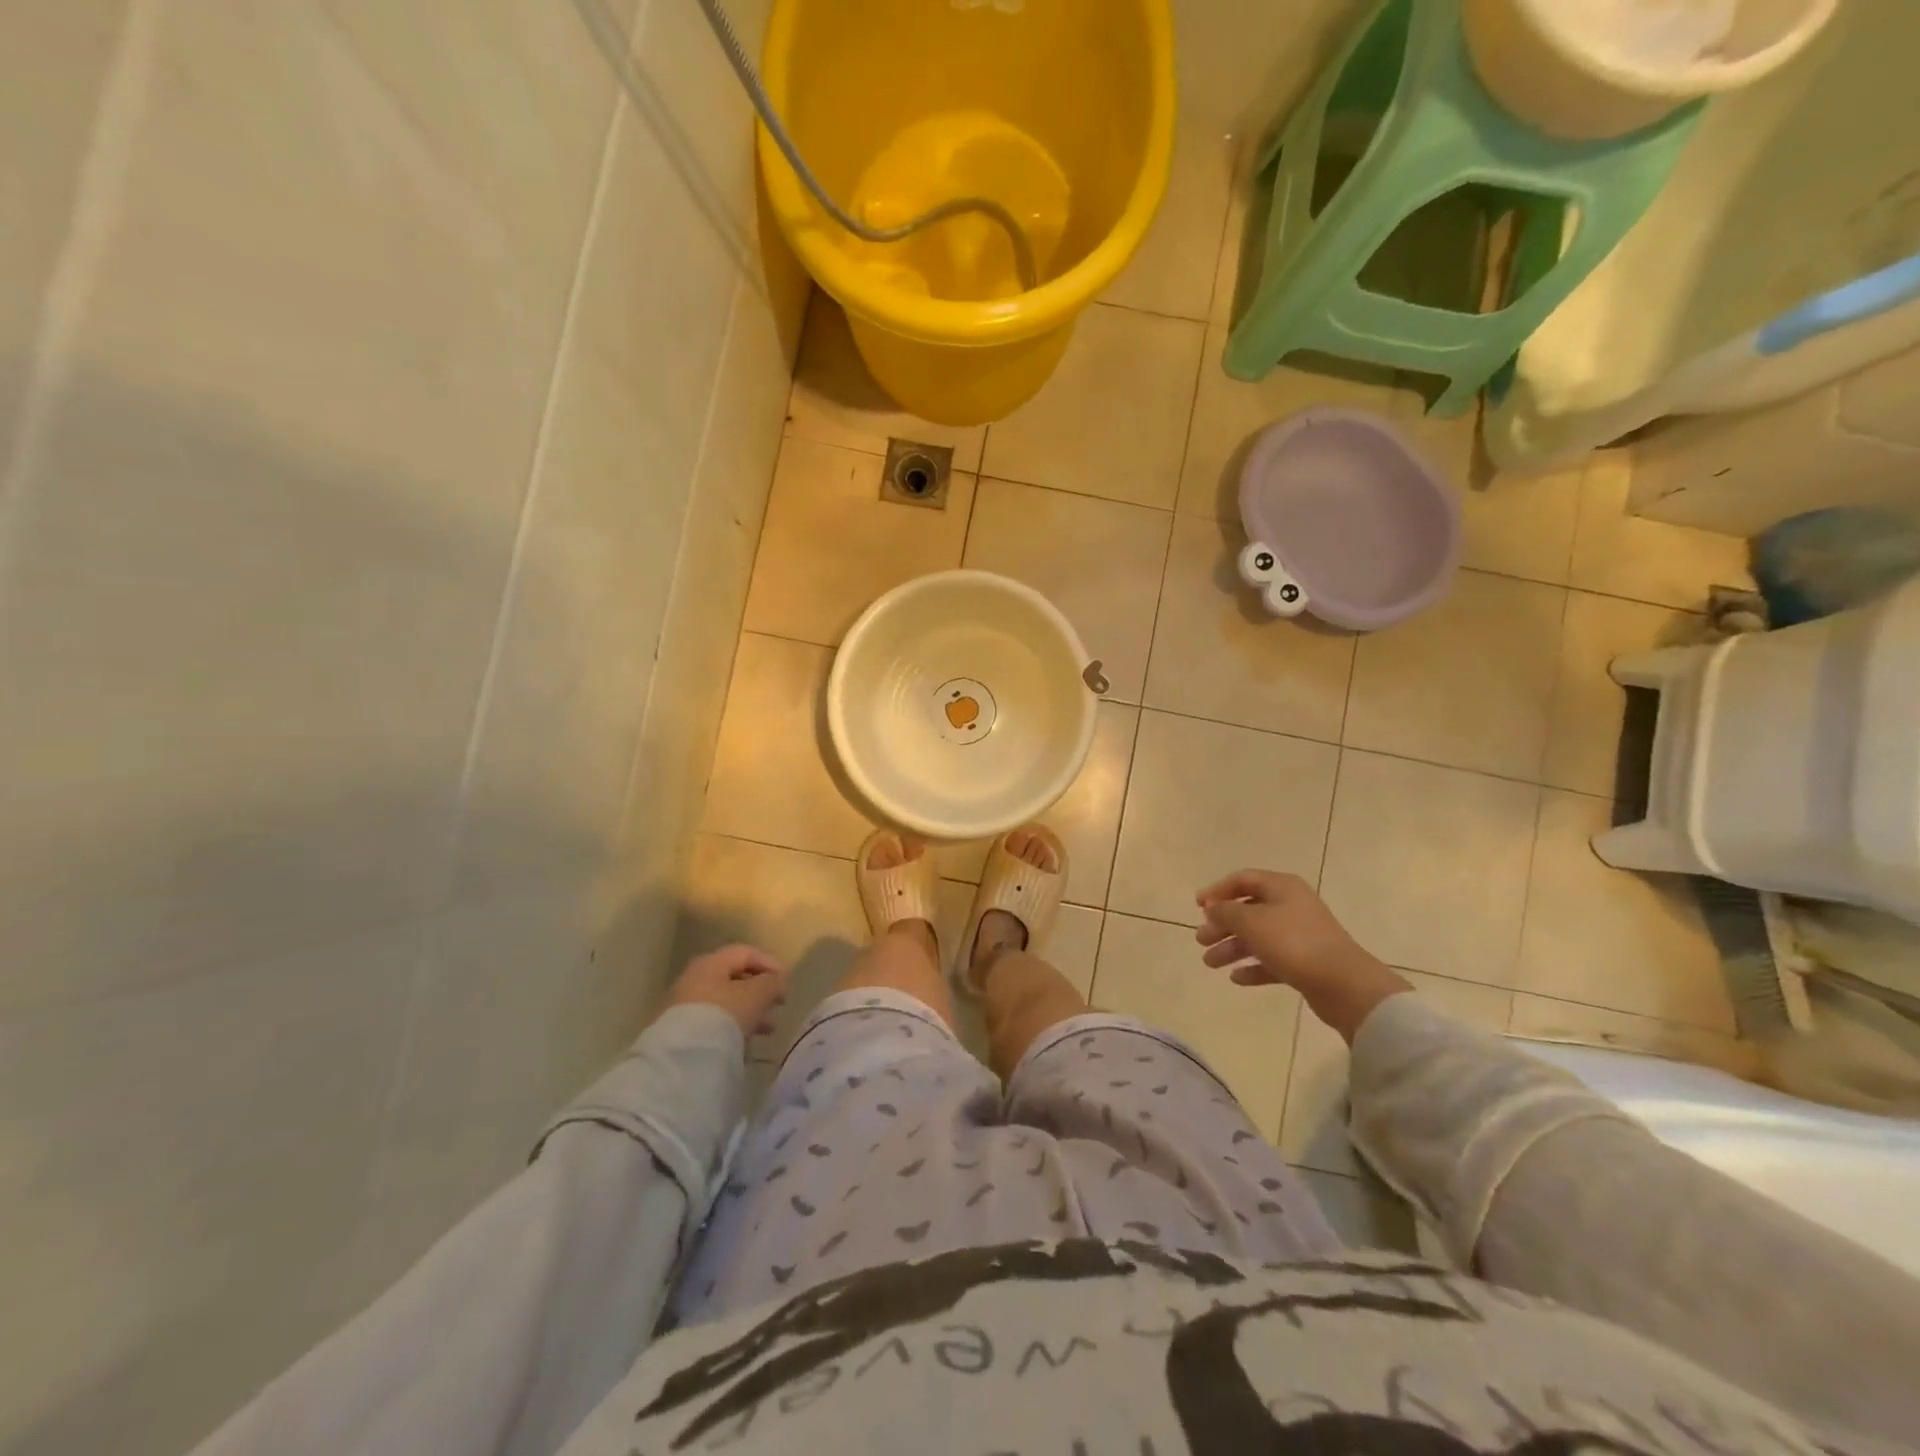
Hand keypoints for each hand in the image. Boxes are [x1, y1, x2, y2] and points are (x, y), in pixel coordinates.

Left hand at [663, 944, 789, 1037]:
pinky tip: (746, 1041)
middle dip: (760, 990)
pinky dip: (734, 1025)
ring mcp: (685, 1005)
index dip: (769, 963)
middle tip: (778, 1003)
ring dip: (750, 1011)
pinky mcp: (682, 1030)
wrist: (684, 1056)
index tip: (786, 980)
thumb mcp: (757, 994)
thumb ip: (772, 983)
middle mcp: (694, 978)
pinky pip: (714, 1021)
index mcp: (711, 963)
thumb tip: (777, 982)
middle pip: (734, 977)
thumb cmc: (725, 1014)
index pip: (745, 953)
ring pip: (725, 1001)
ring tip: (768, 1028)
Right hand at [1195, 870, 1409, 1042]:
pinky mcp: (1306, 962)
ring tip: (1210, 963)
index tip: (1197, 906)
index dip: (1217, 890)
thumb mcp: (1250, 922)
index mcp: (1282, 887)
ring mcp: (1300, 935)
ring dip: (1232, 948)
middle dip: (1222, 924)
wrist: (1343, 984)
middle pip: (1248, 910)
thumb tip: (1212, 909)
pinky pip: (1272, 960)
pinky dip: (1253, 966)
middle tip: (1201, 940)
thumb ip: (1225, 912)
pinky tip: (1236, 978)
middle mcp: (1291, 906)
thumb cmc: (1293, 943)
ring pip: (1258, 937)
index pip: (1242, 879)